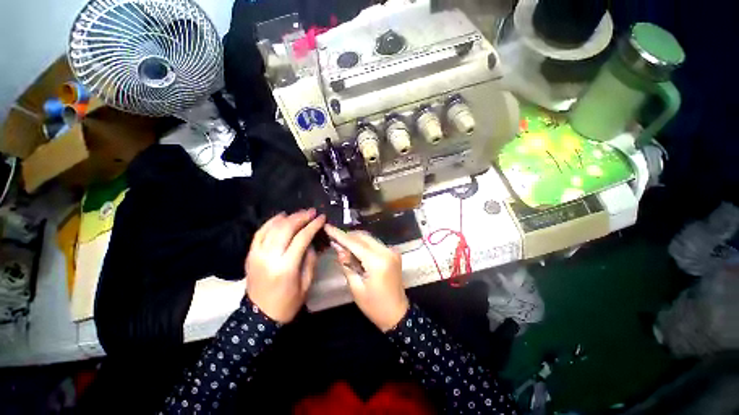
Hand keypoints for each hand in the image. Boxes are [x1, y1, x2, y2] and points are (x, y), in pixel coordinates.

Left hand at [246, 210, 325, 322]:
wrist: (259, 317)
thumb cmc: (288, 302)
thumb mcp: (307, 283)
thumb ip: (310, 259)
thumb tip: (311, 241)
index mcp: (286, 266)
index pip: (302, 238)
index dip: (313, 225)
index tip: (321, 218)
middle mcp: (269, 257)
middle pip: (286, 228)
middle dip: (301, 217)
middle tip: (312, 212)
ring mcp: (257, 254)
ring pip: (272, 228)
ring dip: (288, 217)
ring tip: (300, 213)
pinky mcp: (250, 255)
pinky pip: (260, 233)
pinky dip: (270, 222)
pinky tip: (280, 216)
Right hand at [324, 224, 408, 331]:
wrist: (397, 314)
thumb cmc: (374, 306)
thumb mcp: (356, 287)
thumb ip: (347, 264)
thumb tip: (338, 247)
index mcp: (378, 262)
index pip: (355, 243)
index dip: (340, 235)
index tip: (327, 227)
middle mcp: (387, 251)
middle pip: (363, 237)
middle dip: (347, 236)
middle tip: (333, 237)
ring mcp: (392, 251)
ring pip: (369, 238)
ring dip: (355, 239)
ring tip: (341, 243)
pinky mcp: (393, 253)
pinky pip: (374, 244)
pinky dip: (363, 244)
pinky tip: (354, 249)